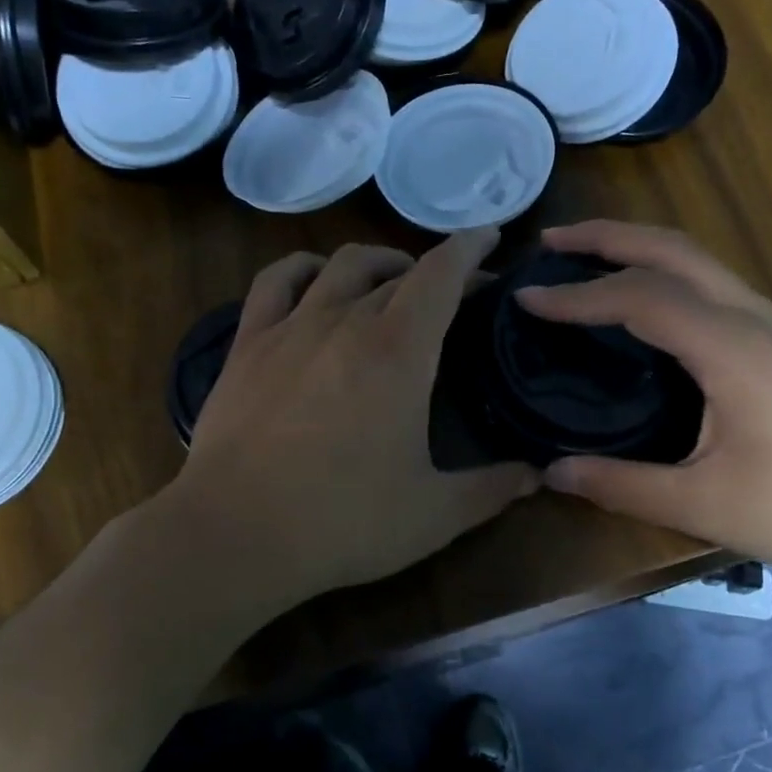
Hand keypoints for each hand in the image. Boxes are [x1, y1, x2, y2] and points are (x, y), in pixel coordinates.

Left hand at [168, 229, 539, 611]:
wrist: (235, 534)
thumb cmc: (342, 521)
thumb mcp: (434, 514)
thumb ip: (492, 489)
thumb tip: (536, 474)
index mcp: (399, 351)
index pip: (441, 274)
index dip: (470, 248)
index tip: (490, 237)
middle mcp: (346, 321)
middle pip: (398, 272)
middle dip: (435, 271)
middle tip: (455, 294)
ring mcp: (291, 327)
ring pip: (341, 266)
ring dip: (377, 262)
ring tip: (392, 280)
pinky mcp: (248, 344)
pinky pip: (277, 281)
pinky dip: (304, 269)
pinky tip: (315, 281)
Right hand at [517, 221, 771, 582]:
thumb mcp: (705, 504)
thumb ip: (623, 485)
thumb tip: (552, 472)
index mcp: (733, 349)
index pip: (640, 297)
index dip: (578, 294)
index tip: (527, 296)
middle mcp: (753, 318)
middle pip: (673, 249)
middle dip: (607, 236)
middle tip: (551, 241)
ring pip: (697, 258)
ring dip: (637, 246)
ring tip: (586, 256)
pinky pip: (712, 280)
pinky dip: (664, 270)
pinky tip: (644, 298)